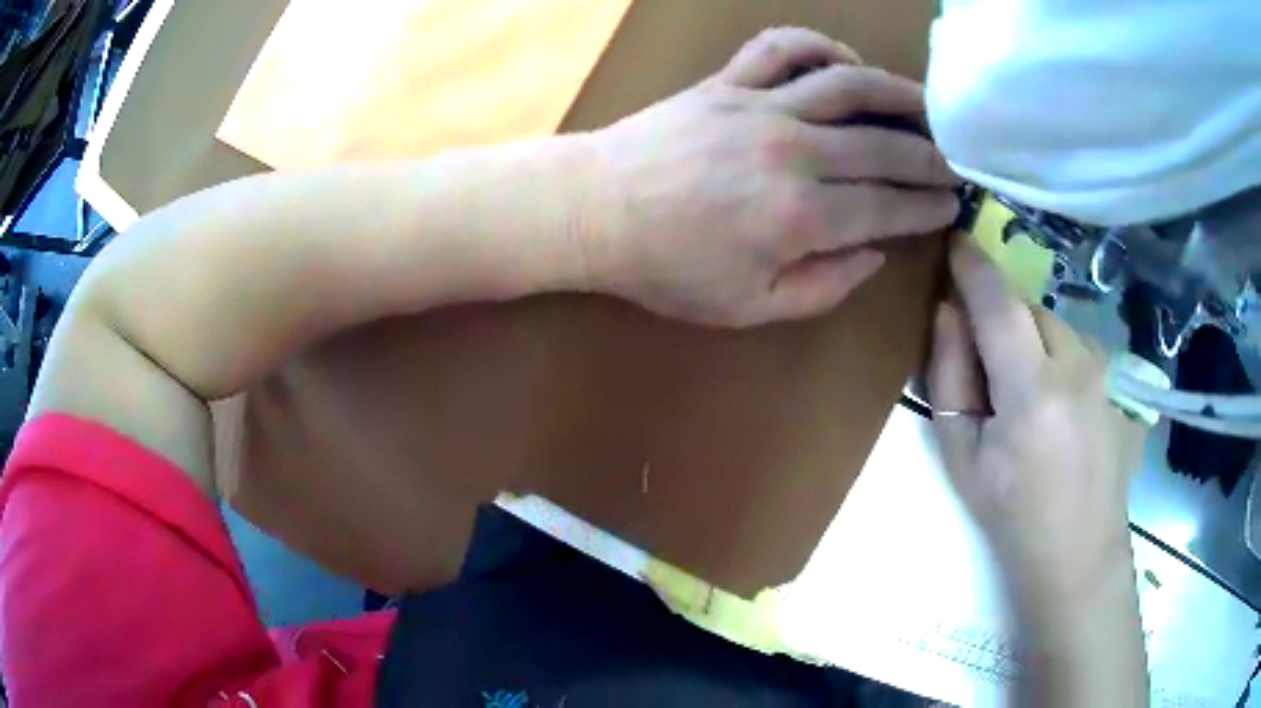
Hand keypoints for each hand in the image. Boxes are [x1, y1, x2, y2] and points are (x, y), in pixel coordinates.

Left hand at [584, 27, 959, 327]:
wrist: (594, 211)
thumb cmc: (666, 269)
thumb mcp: (747, 308)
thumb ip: (821, 287)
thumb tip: (873, 255)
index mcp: (800, 218)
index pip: (888, 208)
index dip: (926, 207)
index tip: (953, 204)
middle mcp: (793, 153)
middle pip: (884, 146)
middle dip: (931, 156)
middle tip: (957, 161)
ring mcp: (759, 107)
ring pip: (848, 86)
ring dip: (897, 92)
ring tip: (928, 107)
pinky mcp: (728, 82)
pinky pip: (780, 48)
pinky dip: (818, 46)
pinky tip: (843, 61)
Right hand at [928, 239, 1143, 603]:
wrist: (1079, 555)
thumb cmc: (1012, 515)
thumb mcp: (962, 456)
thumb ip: (949, 377)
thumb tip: (947, 311)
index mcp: (1032, 389)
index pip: (997, 300)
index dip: (972, 264)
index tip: (954, 241)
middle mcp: (1078, 364)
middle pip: (1030, 309)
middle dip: (1004, 319)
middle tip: (991, 366)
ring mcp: (1107, 371)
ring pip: (1058, 327)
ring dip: (1035, 341)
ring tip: (1031, 397)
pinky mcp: (1123, 381)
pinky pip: (1081, 349)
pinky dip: (1062, 359)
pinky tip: (1063, 409)